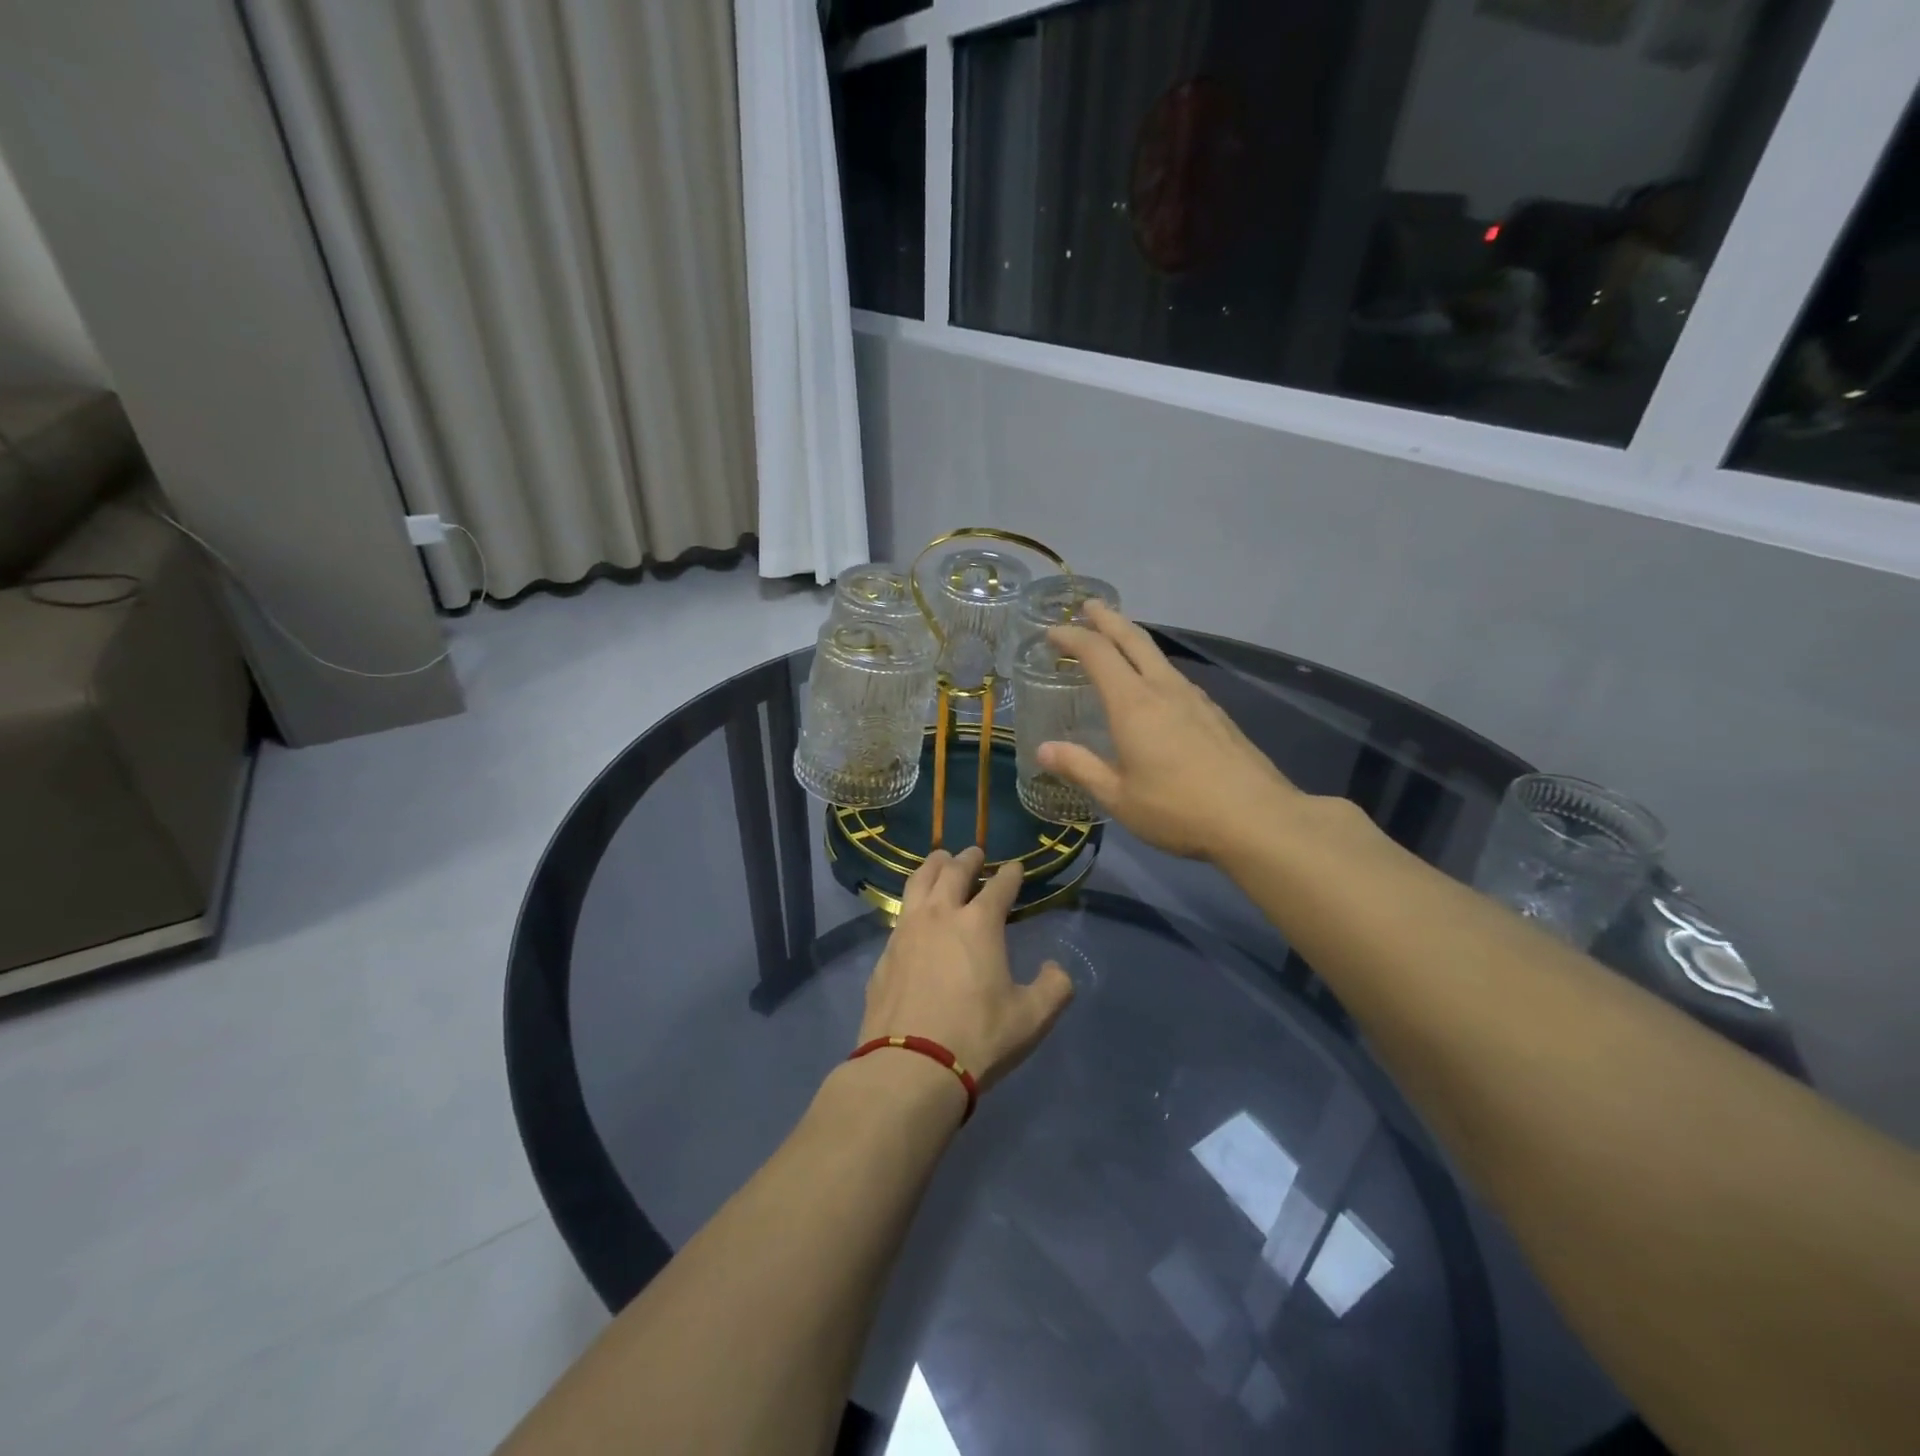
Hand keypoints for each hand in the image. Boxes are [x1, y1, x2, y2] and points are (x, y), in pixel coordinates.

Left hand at [857, 847, 1073, 1094]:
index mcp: (978, 923)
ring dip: (932, 867)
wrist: (910, 1066)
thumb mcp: (1031, 1018)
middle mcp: (940, 915)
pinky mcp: (884, 954)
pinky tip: (914, 915)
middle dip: (967, 859)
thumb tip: (1055, 969)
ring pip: (918, 883)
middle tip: (974, 854)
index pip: (999, 886)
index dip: (1010, 875)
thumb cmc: (977, 1037)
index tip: (1016, 868)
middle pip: (952, 872)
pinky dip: (912, 904)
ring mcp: (906, 931)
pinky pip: (899, 915)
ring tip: (939, 861)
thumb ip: (1053, 988)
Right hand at [1038, 602, 1301, 861]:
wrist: (1257, 818)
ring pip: (1158, 656)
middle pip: (1133, 639)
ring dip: (1133, 641)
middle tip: (1089, 605)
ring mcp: (1195, 699)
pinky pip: (1176, 677)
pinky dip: (1154, 667)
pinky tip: (1156, 687)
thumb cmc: (1177, 809)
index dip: (1072, 637)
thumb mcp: (1118, 797)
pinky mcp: (1216, 714)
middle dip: (1108, 619)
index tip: (1053, 632)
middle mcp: (1164, 690)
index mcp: (1133, 704)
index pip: (1097, 653)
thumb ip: (1080, 768)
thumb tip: (1043, 750)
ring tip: (1118, 643)